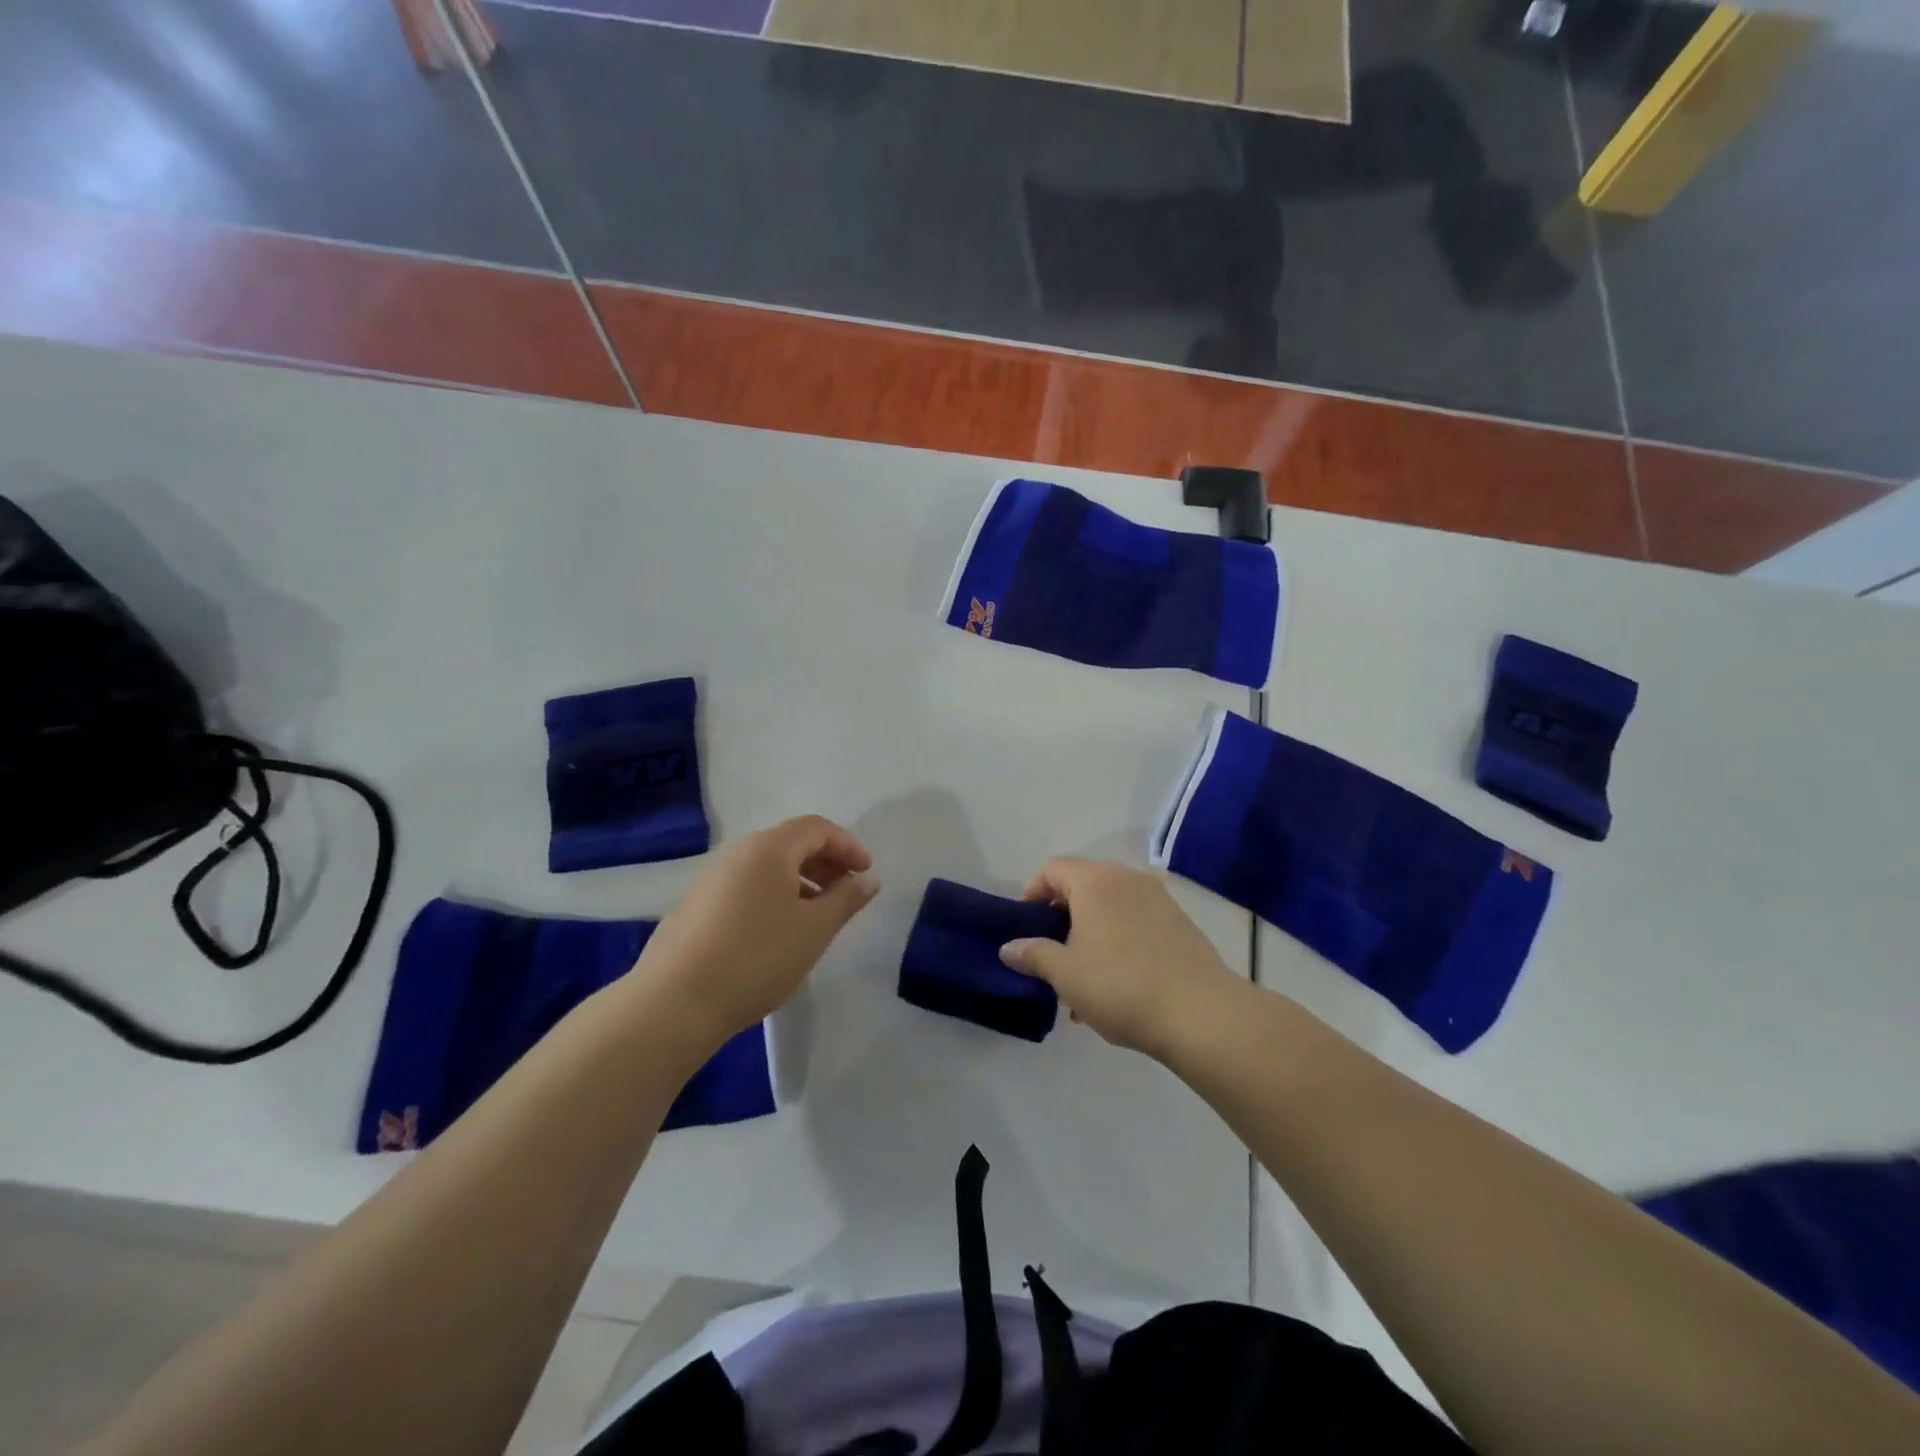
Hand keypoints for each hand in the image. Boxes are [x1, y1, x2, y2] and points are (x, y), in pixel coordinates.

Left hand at [631, 816, 878, 1048]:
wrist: (675, 1001)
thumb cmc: (757, 957)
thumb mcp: (815, 929)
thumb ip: (846, 899)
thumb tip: (867, 879)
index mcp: (769, 848)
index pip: (817, 828)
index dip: (848, 845)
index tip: (866, 873)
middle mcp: (738, 853)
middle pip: (791, 843)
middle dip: (825, 862)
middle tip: (847, 892)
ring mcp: (712, 879)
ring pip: (767, 867)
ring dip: (800, 881)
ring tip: (817, 915)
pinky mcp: (696, 906)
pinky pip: (747, 887)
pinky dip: (774, 896)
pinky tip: (779, 933)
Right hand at [999, 858, 1240, 1060]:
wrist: (1201, 1013)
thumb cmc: (1121, 986)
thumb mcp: (1065, 974)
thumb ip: (1033, 955)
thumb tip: (1009, 947)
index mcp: (1095, 881)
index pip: (1052, 869)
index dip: (1032, 893)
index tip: (1026, 928)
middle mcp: (1127, 879)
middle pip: (1082, 886)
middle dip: (1062, 919)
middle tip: (1051, 956)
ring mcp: (1158, 899)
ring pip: (1111, 908)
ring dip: (1090, 936)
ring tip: (1082, 983)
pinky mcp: (1180, 924)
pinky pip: (1136, 923)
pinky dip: (1118, 943)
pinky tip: (1116, 988)